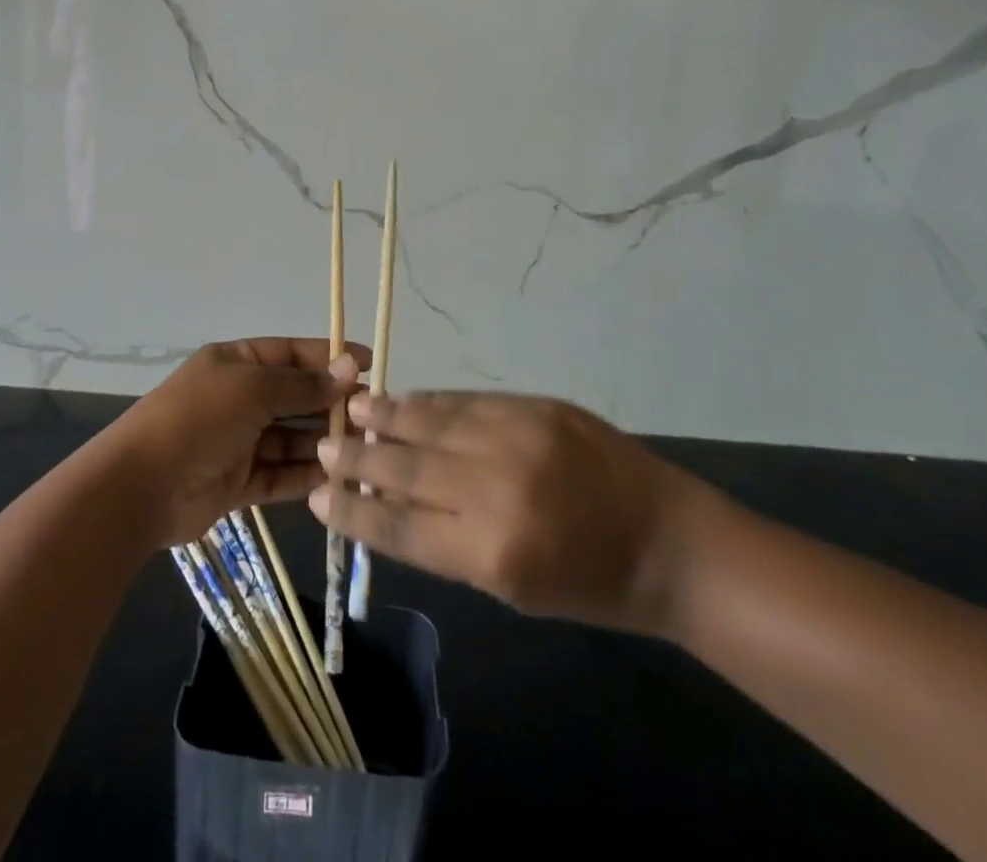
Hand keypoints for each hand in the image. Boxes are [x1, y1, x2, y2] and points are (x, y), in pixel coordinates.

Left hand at [104, 339, 366, 550]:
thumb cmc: (199, 419)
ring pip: (290, 438)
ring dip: (322, 443)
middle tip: (374, 417)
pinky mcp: (237, 481)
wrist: (141, 486)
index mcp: (236, 363)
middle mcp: (238, 398)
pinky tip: (336, 480)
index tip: (369, 364)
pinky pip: (278, 475)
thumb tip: (349, 369)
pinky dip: (304, 477)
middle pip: (294, 397)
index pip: (291, 354)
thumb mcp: (252, 389)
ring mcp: (237, 441)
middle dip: (330, 404)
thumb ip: (302, 384)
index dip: (329, 356)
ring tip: (363, 451)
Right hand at [310, 390, 715, 635]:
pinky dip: (431, 402)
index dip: (353, 510)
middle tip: (322, 447)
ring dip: (387, 416)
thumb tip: (389, 501)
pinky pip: (466, 401)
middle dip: (357, 458)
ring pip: (431, 422)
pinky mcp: (535, 406)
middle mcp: (495, 488)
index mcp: (491, 552)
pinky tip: (407, 400)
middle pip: (405, 467)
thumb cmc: (589, 584)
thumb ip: (447, 542)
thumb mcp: (511, 587)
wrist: (668, 541)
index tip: (318, 496)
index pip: (399, 526)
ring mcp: (516, 437)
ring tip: (353, 409)